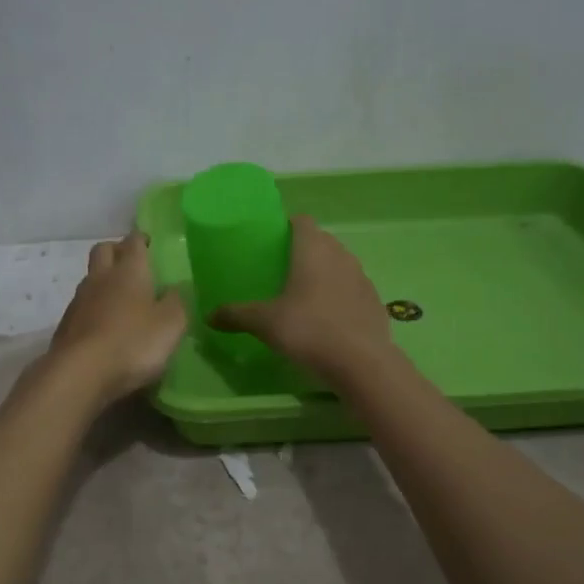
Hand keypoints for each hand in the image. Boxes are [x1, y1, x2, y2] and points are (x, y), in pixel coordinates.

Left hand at [50, 233, 188, 401]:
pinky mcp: (66, 325)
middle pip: (103, 250)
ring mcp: (79, 301)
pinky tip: (104, 325)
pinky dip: (94, 308)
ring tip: (120, 297)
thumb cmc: (133, 343)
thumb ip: (177, 302)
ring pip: (91, 278)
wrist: (80, 373)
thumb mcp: (171, 324)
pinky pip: (82, 306)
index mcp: (129, 271)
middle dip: (116, 250)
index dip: (141, 239)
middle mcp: (101, 278)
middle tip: (131, 261)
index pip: (133, 242)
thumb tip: (175, 288)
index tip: (149, 242)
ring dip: (104, 280)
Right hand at [210, 216, 394, 379]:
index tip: (273, 242)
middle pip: (322, 241)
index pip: (302, 221)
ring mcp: (362, 278)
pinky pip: (353, 289)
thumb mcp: (265, 323)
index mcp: (313, 250)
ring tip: (304, 294)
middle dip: (304, 250)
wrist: (361, 362)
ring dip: (324, 272)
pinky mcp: (374, 301)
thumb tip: (208, 316)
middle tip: (282, 270)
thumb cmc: (308, 330)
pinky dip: (340, 295)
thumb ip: (236, 315)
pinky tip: (328, 318)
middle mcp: (341, 256)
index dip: (287, 226)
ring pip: (340, 264)